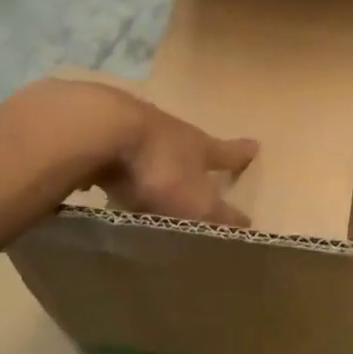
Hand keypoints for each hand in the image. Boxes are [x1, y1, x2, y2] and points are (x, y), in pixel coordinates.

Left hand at [27, 79, 257, 227]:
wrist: (101, 129)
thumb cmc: (159, 169)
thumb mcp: (196, 203)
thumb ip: (219, 218)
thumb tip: (249, 228)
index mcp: (197, 145)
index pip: (226, 151)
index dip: (241, 153)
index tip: (255, 145)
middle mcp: (168, 130)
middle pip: (186, 143)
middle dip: (191, 156)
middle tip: (195, 167)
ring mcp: (131, 126)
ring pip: (147, 146)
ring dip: (150, 161)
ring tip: (146, 181)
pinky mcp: (97, 131)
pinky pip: (111, 153)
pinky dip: (113, 165)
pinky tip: (102, 179)